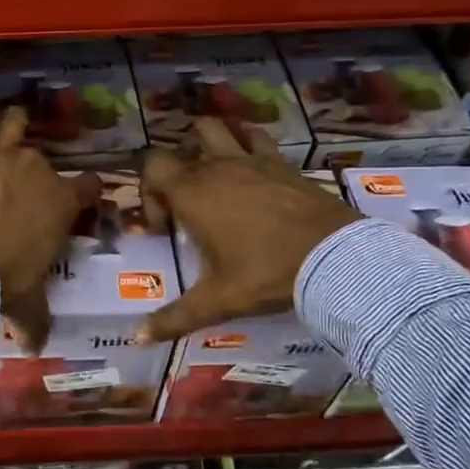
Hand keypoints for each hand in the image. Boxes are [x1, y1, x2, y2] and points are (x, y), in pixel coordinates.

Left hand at [0, 94, 100, 350]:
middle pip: (46, 159)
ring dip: (12, 127)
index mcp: (62, 203)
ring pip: (17, 123)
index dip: (86, 192)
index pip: (89, 187)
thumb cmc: (4, 278)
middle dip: (37, 171)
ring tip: (4, 135)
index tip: (78, 199)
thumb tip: (37, 348)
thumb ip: (35, 322)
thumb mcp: (27, 304)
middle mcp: (39, 170)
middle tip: (19, 188)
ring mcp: (5, 152)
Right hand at [136, 118, 358, 343]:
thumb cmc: (266, 274)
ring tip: (212, 173)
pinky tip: (252, 163)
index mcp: (193, 194)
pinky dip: (247, 141)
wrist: (333, 258)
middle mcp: (217, 167)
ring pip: (217, 129)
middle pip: (181, 144)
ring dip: (207, 143)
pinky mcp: (281, 162)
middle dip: (176, 167)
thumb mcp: (218, 300)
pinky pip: (257, 138)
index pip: (152, 166)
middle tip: (187, 201)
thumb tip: (136, 339)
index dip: (149, 192)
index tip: (165, 228)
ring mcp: (251, 160)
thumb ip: (174, 318)